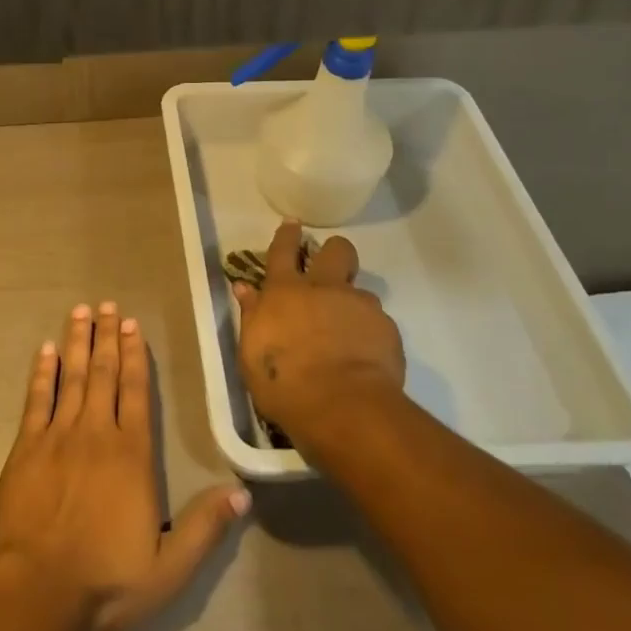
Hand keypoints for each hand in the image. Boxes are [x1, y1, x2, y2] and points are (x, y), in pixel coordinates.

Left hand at [0, 301, 249, 630]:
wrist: (40, 593)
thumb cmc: (107, 581)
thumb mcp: (169, 568)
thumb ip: (205, 527)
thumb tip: (243, 493)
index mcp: (132, 455)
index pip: (136, 392)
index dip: (135, 355)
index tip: (132, 324)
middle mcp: (96, 434)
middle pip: (103, 374)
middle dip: (106, 337)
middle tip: (107, 305)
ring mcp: (58, 437)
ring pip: (71, 377)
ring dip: (77, 342)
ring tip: (81, 311)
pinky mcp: (27, 447)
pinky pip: (36, 399)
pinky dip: (42, 372)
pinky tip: (45, 349)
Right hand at [235, 221, 405, 444]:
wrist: (343, 408)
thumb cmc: (285, 383)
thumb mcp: (251, 352)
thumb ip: (251, 315)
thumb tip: (244, 288)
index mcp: (284, 291)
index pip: (283, 250)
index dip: (287, 234)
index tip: (293, 223)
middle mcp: (323, 287)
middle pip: (335, 250)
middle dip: (334, 252)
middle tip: (332, 270)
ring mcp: (357, 305)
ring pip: (360, 288)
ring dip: (353, 303)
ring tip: (349, 330)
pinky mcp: (385, 328)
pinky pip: (378, 321)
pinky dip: (370, 333)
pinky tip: (366, 356)